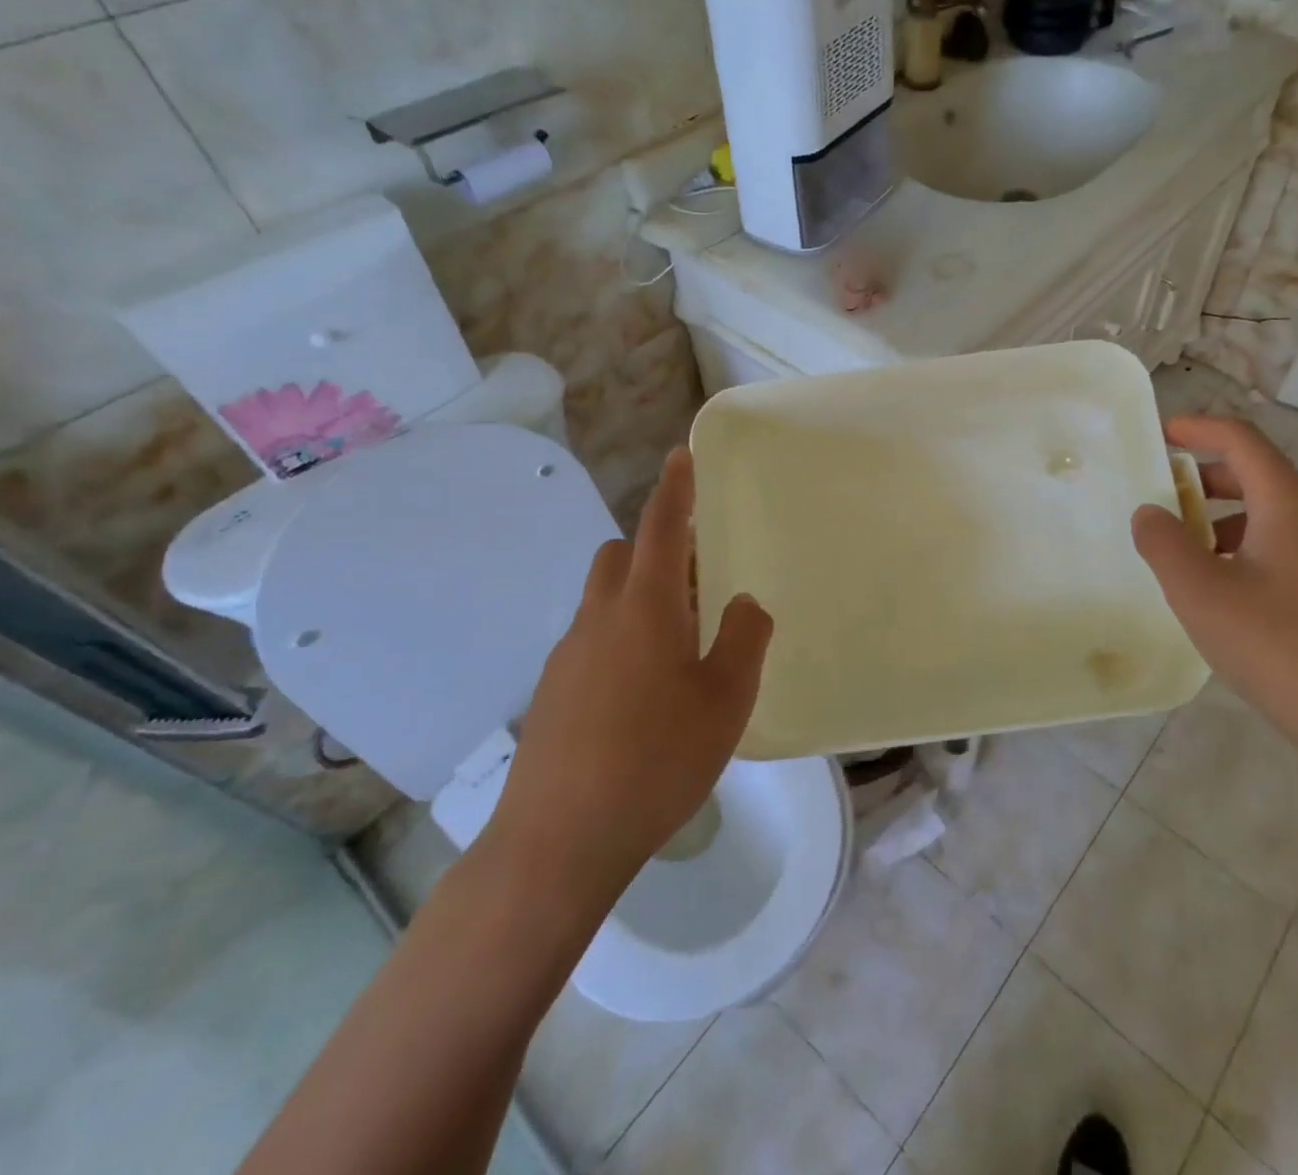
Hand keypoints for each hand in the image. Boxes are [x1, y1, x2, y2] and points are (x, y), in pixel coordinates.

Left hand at [488, 448, 773, 887]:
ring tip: (679, 647)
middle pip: (621, 556)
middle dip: (656, 549)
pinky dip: (621, 639)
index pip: (661, 528)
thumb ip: (744, 638)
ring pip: (604, 600)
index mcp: (646, 608)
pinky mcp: (553, 693)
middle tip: (699, 581)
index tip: (682, 455)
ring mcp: (568, 656)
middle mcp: (600, 619)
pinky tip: (644, 696)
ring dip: (639, 597)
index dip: (675, 489)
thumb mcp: (726, 698)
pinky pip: (592, 641)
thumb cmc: (656, 759)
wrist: (558, 841)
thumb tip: (742, 603)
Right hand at [1130, 416, 1297, 783]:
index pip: (1241, 440)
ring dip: (1215, 517)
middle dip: (1201, 474)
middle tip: (1155, 490)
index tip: (1157, 434)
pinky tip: (1213, 590)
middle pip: (1253, 474)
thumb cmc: (1281, 647)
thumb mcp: (1202, 593)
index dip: (1197, 428)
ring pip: (1263, 516)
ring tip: (1175, 546)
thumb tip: (1148, 512)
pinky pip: (1274, 550)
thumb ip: (1164, 544)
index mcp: (1287, 505)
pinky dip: (1235, 550)